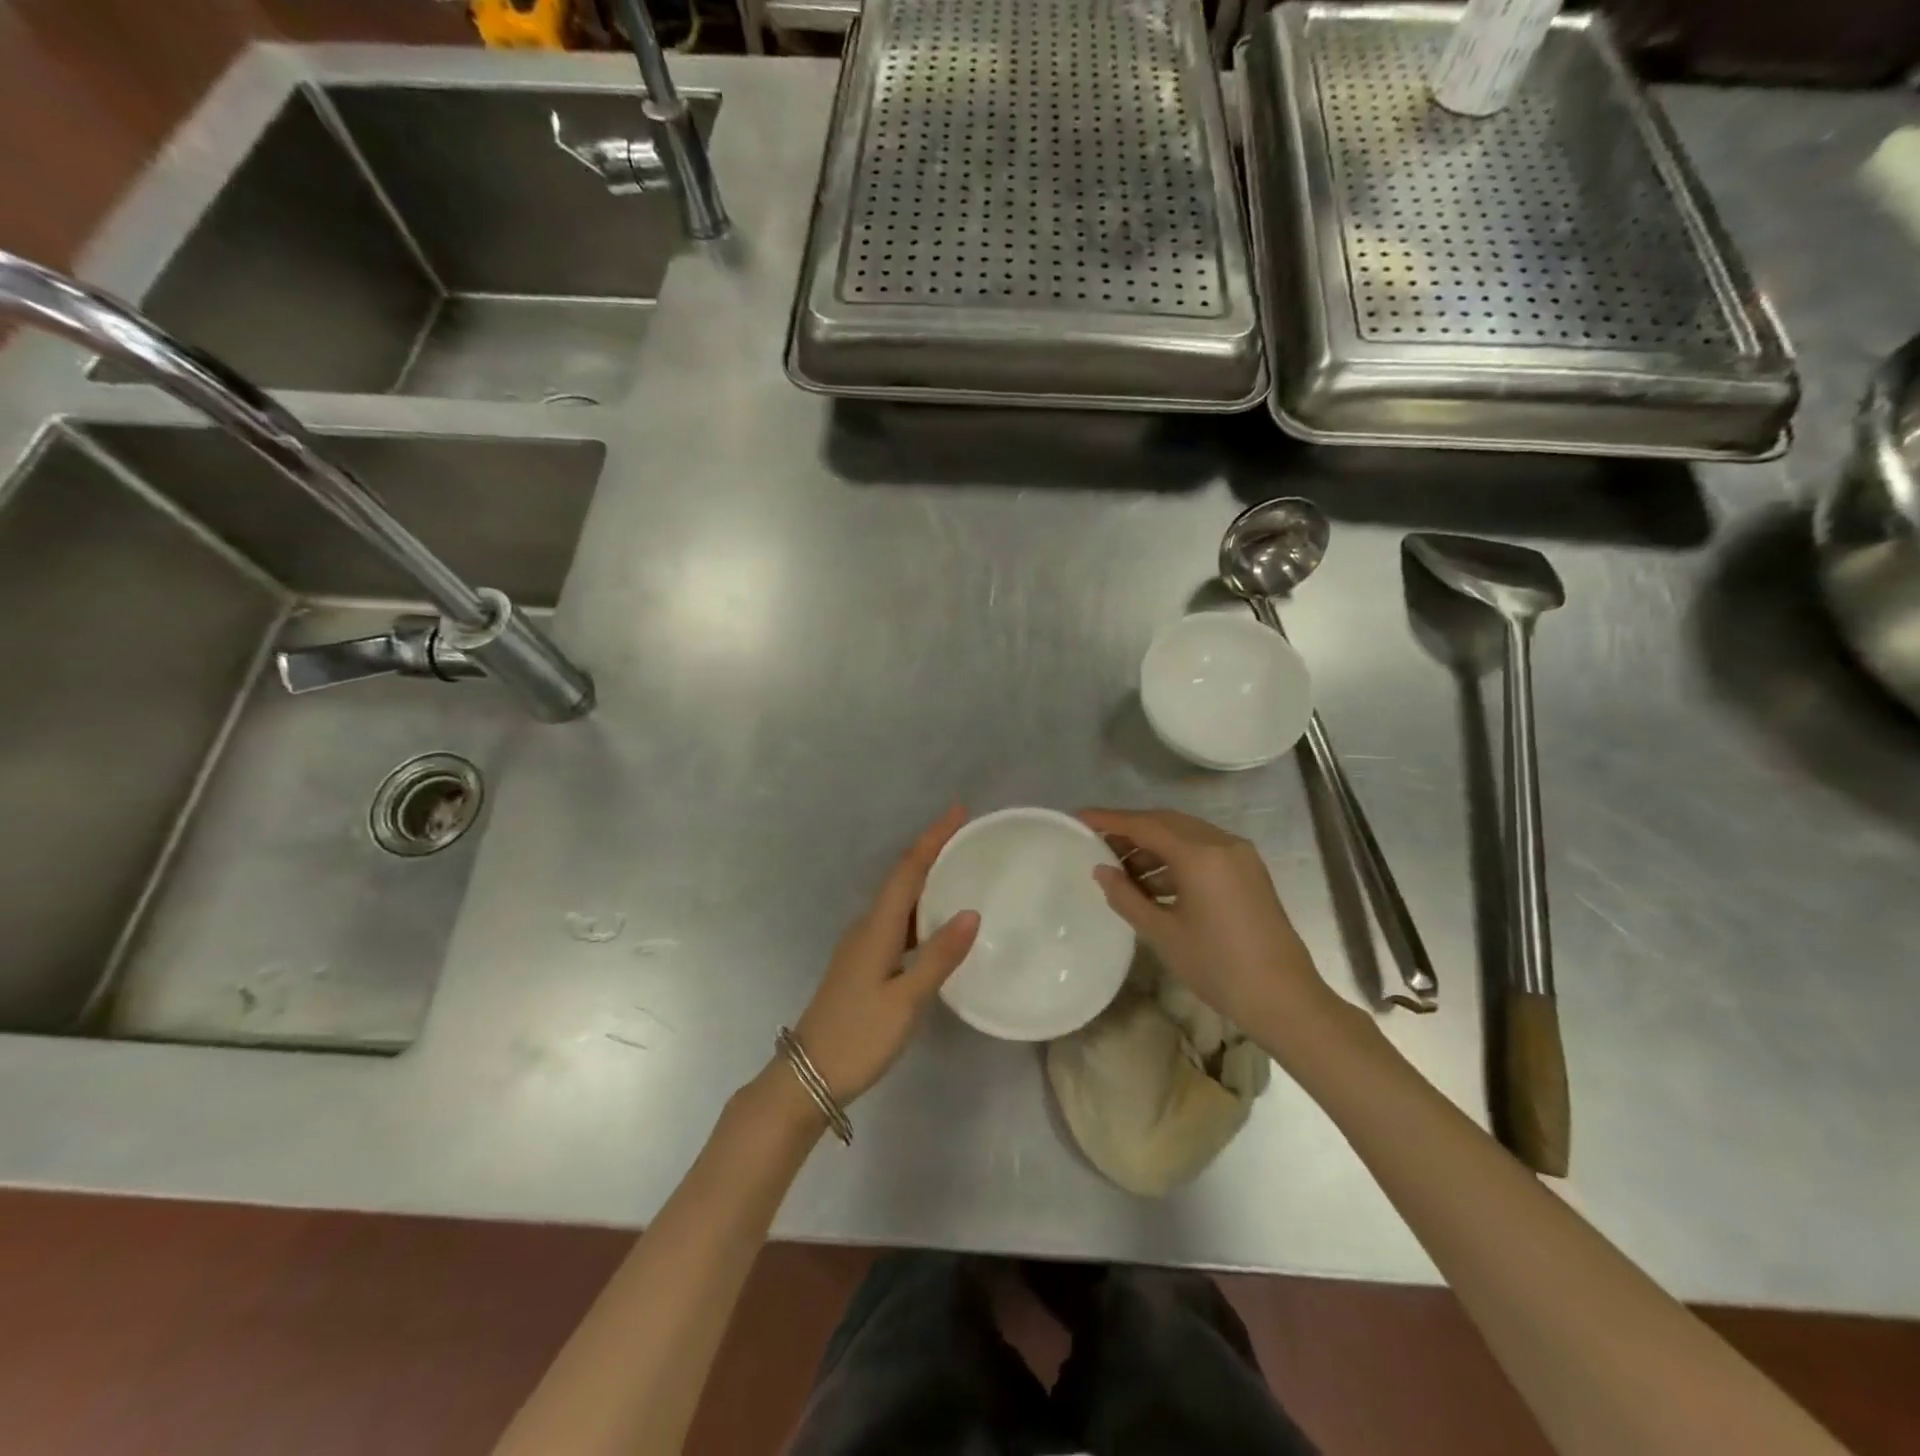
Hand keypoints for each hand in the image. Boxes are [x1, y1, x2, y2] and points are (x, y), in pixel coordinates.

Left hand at [790, 807, 980, 1105]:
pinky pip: (896, 923)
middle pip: (902, 878)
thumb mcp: (905, 1001)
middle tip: (967, 836)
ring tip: (959, 870)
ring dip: (926, 879)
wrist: (807, 1077)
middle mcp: (866, 927)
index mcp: (876, 928)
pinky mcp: (862, 964)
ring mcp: (861, 946)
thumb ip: (939, 957)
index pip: (908, 870)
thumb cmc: (858, 1037)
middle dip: (932, 851)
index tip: (958, 811)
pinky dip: (920, 911)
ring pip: (899, 901)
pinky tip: (937, 924)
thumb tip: (972, 912)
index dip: (933, 838)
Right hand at [1080, 808, 1325, 1033]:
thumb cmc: (1218, 966)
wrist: (1284, 998)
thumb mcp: (1163, 933)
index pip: (1144, 825)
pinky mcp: (1248, 872)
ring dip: (1153, 846)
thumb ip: (1126, 897)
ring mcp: (1239, 856)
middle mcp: (1222, 843)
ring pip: (1186, 836)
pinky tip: (1154, 884)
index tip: (1079, 818)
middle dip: (1130, 830)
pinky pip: (1203, 851)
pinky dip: (1175, 859)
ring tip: (1122, 870)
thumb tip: (1101, 870)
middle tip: (1097, 843)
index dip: (1109, 820)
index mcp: (1200, 854)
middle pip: (1166, 823)